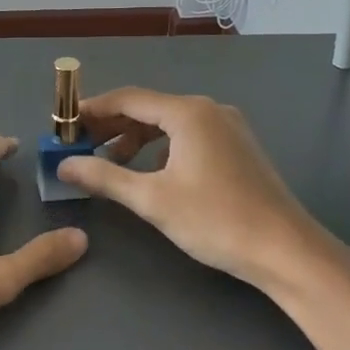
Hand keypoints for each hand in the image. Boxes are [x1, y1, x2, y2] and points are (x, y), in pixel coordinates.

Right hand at [59, 88, 349, 291]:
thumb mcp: (152, 199)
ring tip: (110, 164)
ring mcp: (228, 127)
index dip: (92, 110)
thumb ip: (104, 177)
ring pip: (169, 124)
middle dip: (112, 126)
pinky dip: (161, 149)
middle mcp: (209, 110)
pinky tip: (150, 173)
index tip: (64, 125)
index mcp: (188, 113)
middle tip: (80, 146)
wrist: (286, 251)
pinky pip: (188, 136)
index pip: (128, 99)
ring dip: (136, 139)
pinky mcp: (238, 147)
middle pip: (149, 108)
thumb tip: (64, 165)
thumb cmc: (216, 220)